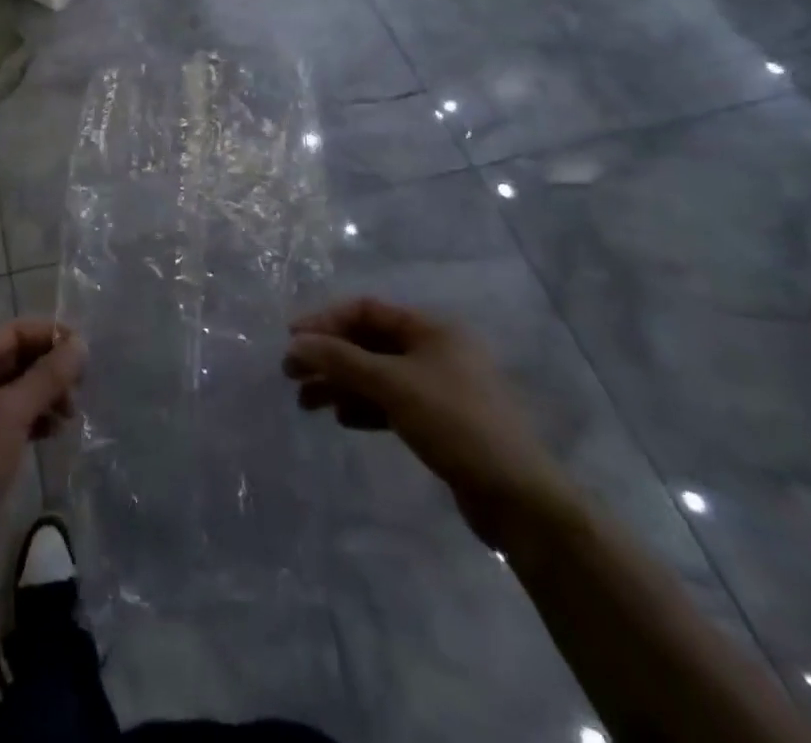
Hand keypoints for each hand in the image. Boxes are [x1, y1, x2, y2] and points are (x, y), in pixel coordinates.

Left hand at [0, 319, 85, 555]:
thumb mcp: (14, 413)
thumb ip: (48, 376)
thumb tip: (81, 343)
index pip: (13, 332)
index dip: (49, 335)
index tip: (82, 352)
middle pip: (14, 359)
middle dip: (49, 369)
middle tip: (79, 390)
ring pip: (14, 389)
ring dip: (44, 395)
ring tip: (69, 416)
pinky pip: (8, 415)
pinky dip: (32, 418)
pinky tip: (52, 433)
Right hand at [284, 297, 572, 542]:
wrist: (519, 499)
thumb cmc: (455, 423)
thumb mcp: (392, 385)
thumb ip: (341, 360)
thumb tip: (295, 342)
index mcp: (432, 328)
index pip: (366, 310)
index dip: (325, 321)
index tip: (292, 339)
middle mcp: (436, 349)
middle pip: (369, 342)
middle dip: (330, 357)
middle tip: (291, 374)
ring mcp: (439, 386)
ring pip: (377, 374)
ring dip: (341, 384)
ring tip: (307, 404)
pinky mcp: (440, 421)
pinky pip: (391, 401)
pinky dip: (364, 406)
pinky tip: (343, 420)